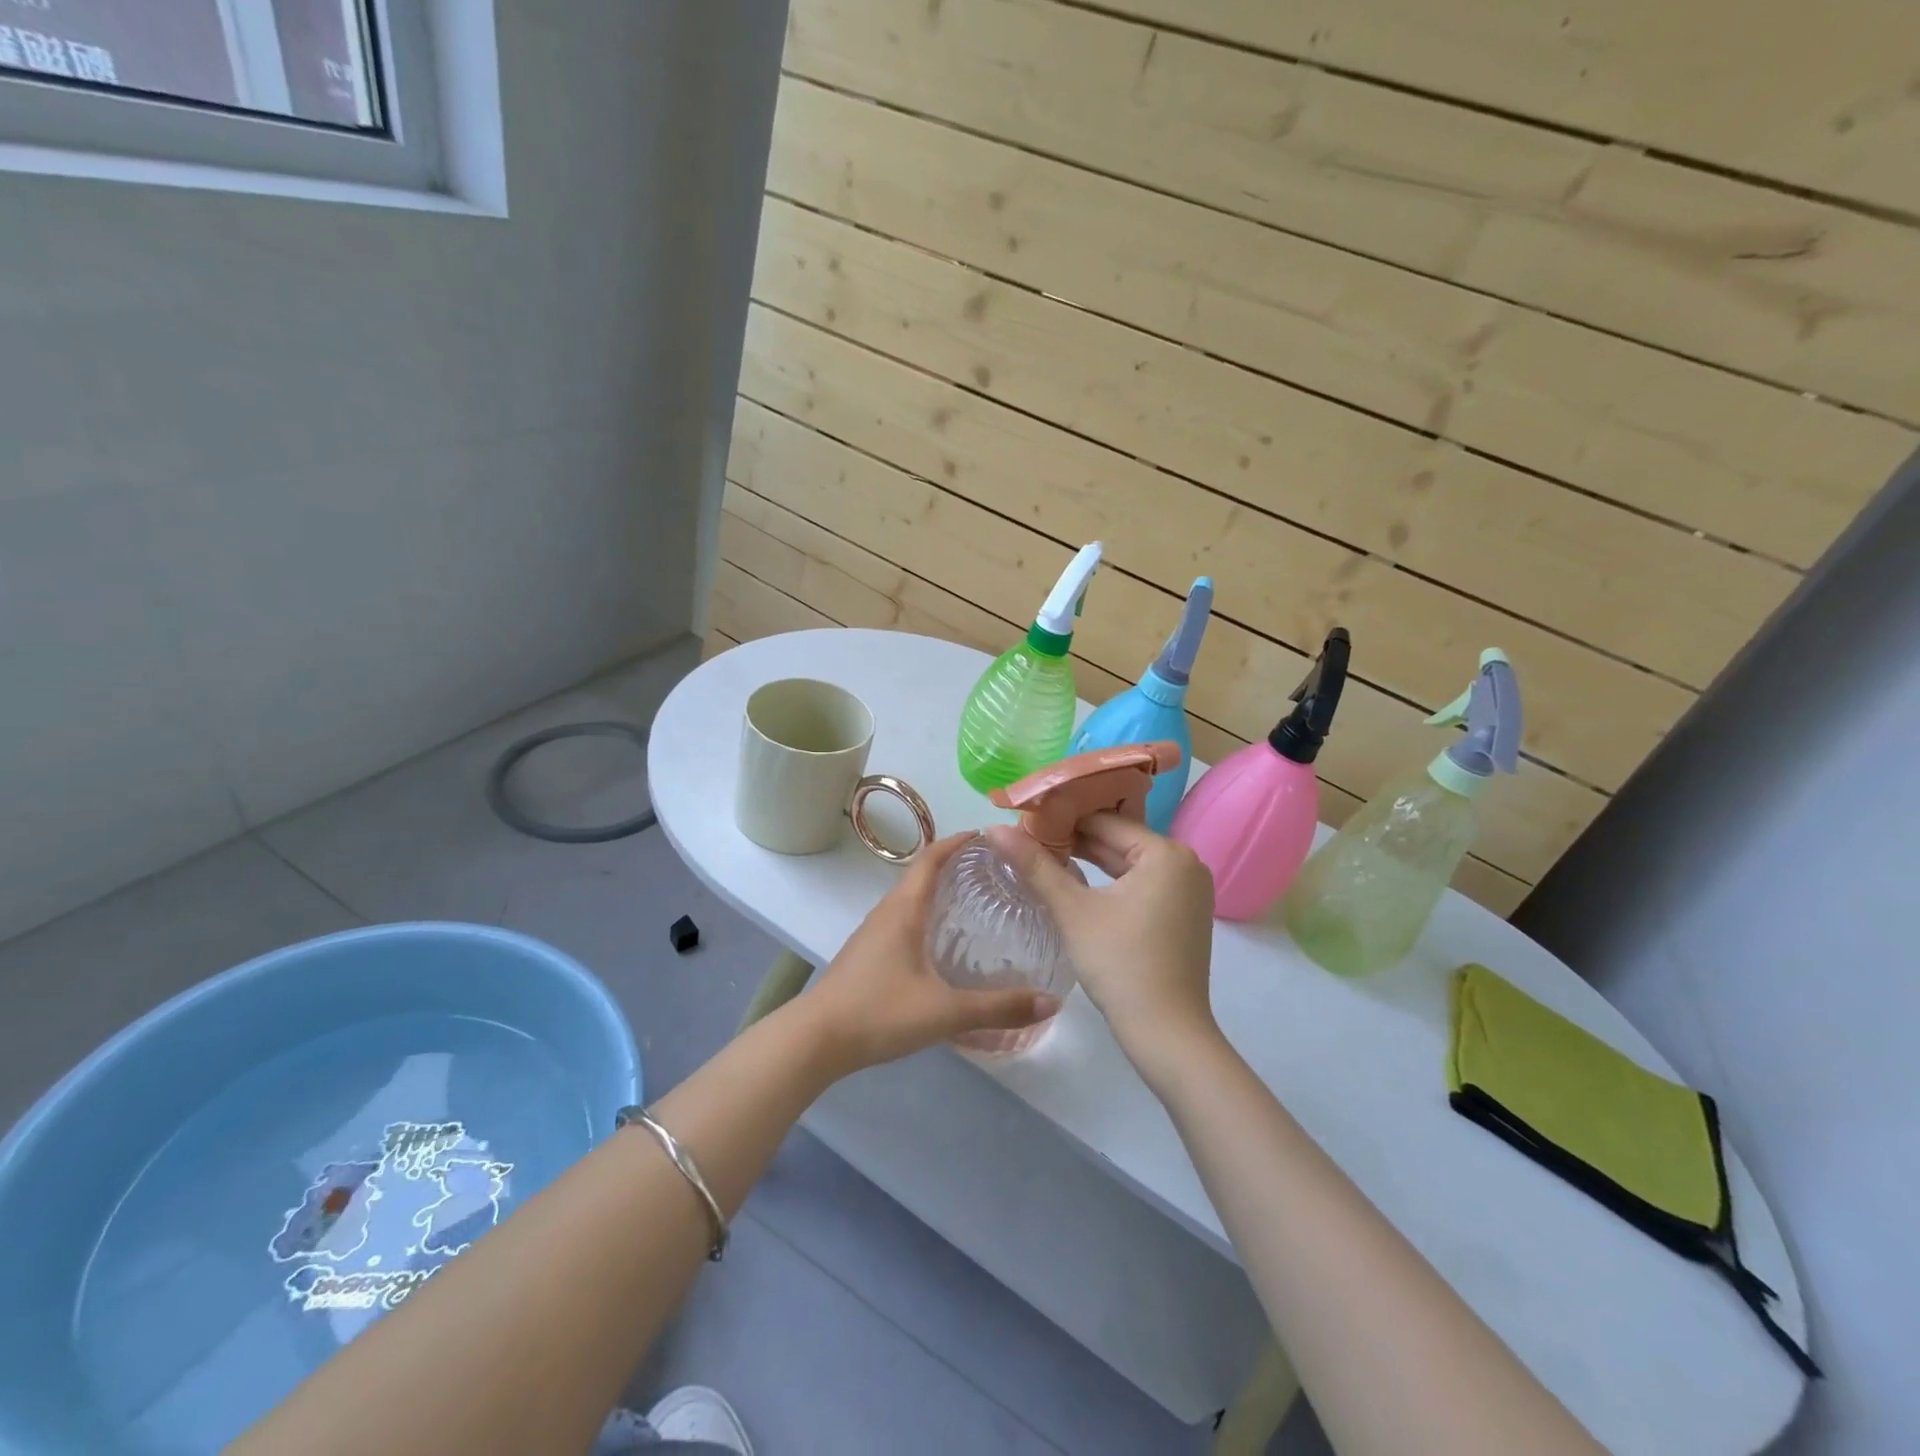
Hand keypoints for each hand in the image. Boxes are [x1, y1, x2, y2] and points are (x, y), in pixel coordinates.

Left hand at [801, 833, 1060, 1075]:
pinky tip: (941, 945)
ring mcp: (872, 934)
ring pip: (909, 900)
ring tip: (973, 903)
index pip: (930, 858)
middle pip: (920, 875)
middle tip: (991, 872)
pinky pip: (901, 921)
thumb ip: (998, 1008)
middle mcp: (887, 912)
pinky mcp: (867, 955)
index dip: (956, 842)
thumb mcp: (945, 1011)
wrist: (816, 1040)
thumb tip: (1051, 1002)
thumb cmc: (879, 1012)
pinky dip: (925, 917)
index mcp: (904, 909)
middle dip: (953, 865)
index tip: (986, 836)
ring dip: (937, 891)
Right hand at [986, 814, 1219, 1066]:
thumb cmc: (1120, 964)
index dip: (1061, 818)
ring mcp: (1189, 891)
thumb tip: (995, 828)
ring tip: (1044, 857)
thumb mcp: (1072, 910)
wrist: (1167, 1034)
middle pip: (1119, 840)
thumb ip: (1035, 865)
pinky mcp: (1184, 914)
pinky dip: (1111, 883)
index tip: (1025, 820)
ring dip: (1090, 861)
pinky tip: (1077, 885)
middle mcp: (1186, 863)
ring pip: (1129, 863)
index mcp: (1167, 853)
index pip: (1105, 820)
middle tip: (1028, 838)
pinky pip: (1141, 884)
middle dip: (1074, 840)